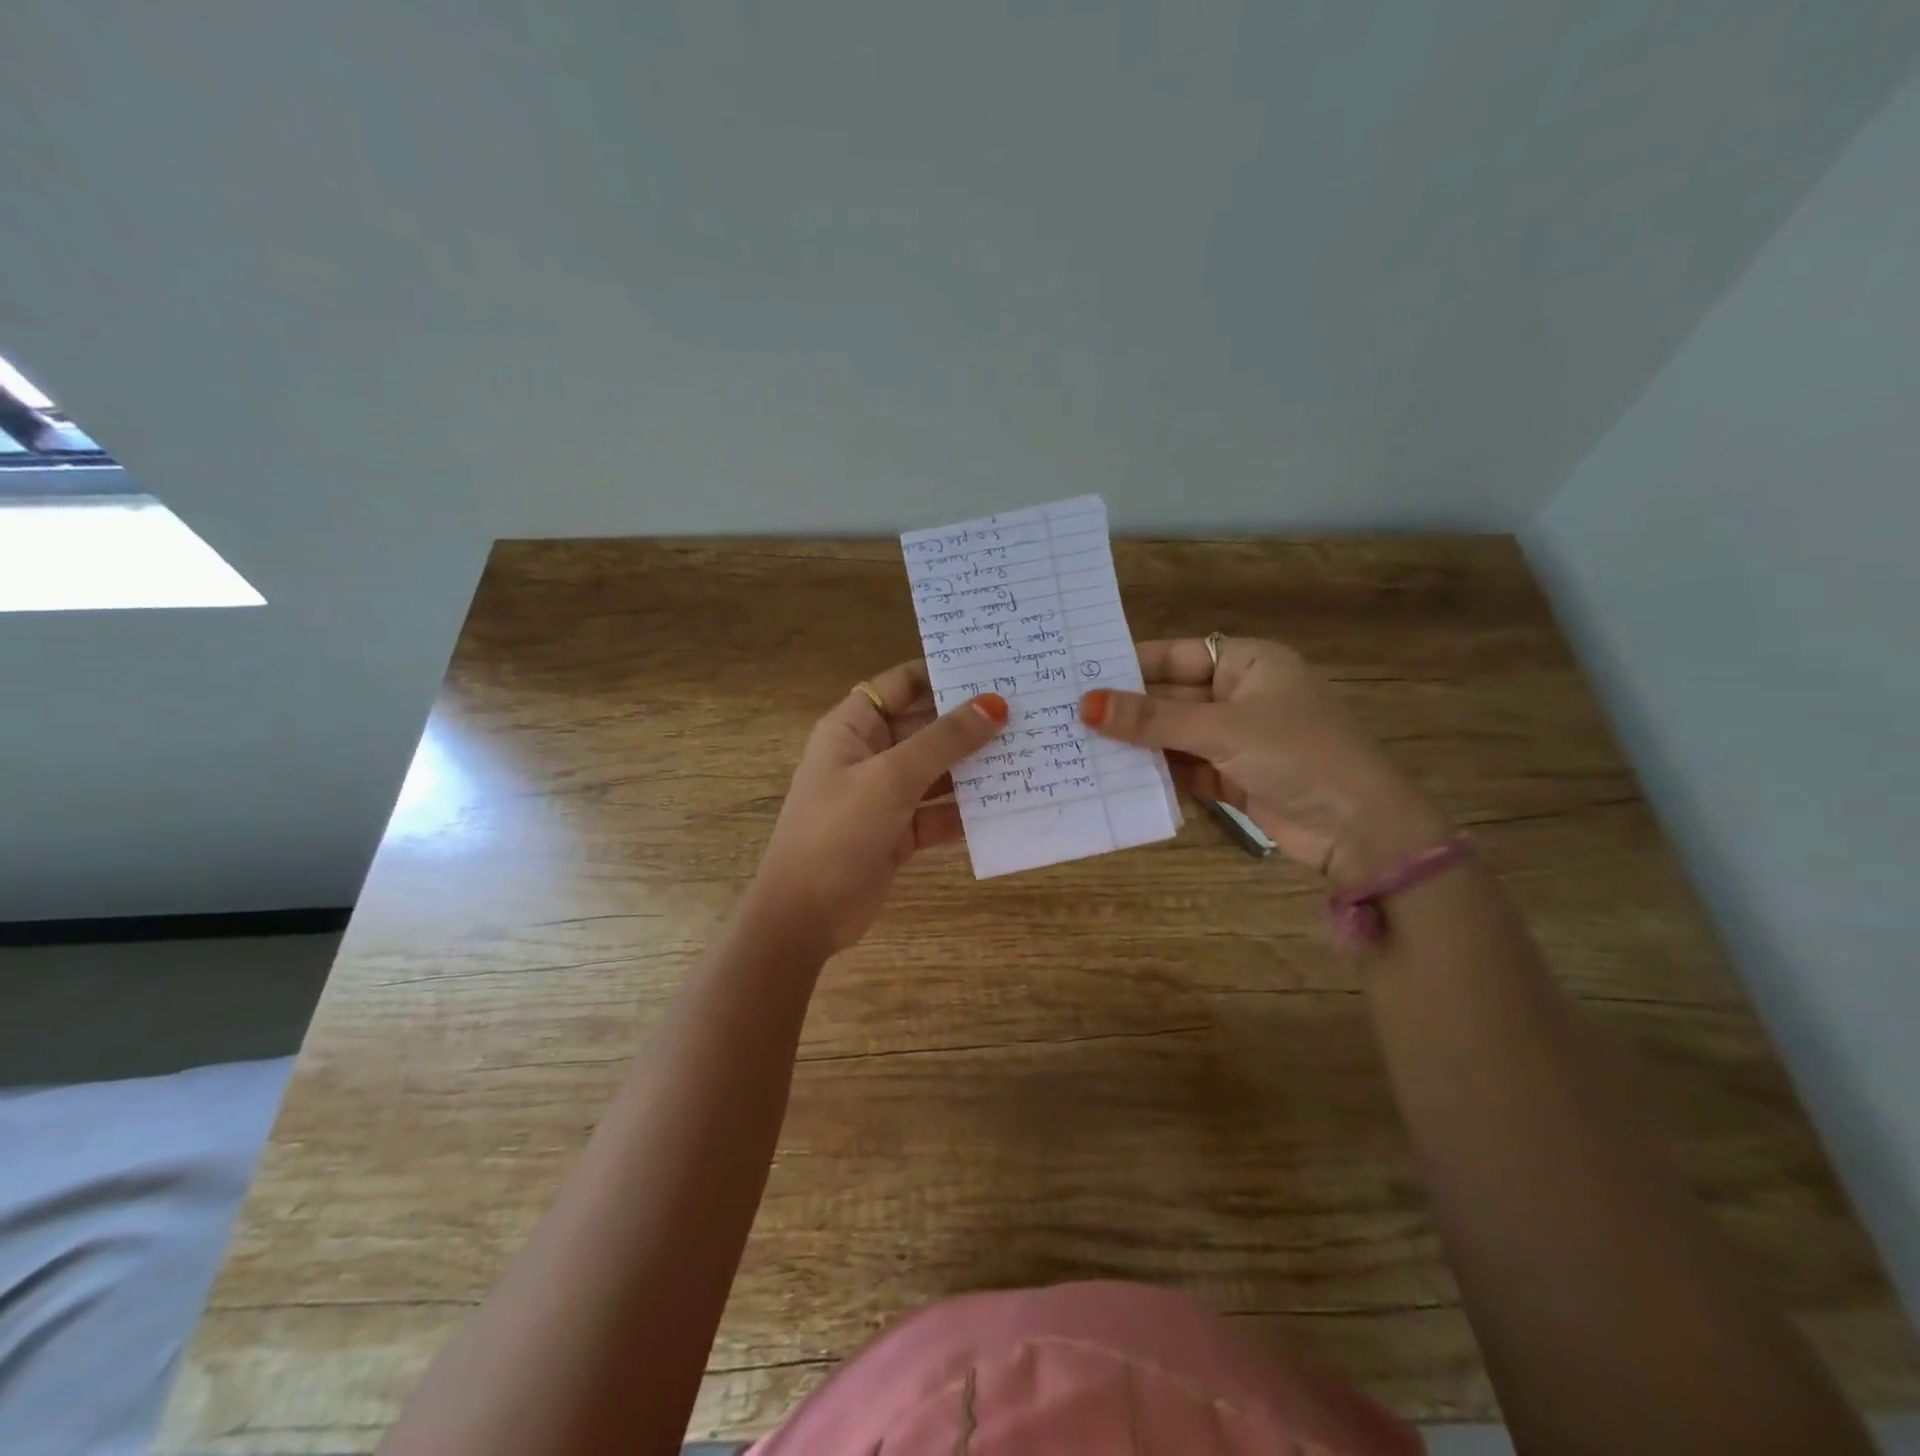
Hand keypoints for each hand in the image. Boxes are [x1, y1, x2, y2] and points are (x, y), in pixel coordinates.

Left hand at [750, 660, 1007, 954]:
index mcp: (853, 728)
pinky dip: (966, 810)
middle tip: (1026, 710)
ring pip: (936, 771)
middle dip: (969, 722)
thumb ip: (945, 740)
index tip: (992, 669)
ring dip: (974, 766)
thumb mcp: (892, 778)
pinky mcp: (898, 833)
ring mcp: (884, 796)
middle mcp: (869, 755)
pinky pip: (939, 811)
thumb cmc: (839, 831)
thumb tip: (995, 704)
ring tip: (1027, 750)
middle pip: (925, 727)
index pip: (901, 685)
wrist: (805, 916)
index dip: (941, 674)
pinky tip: (1007, 803)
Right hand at [1080, 637, 1450, 884]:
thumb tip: (1086, 706)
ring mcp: (1237, 738)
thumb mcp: (1222, 729)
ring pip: (1174, 735)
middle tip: (1067, 714)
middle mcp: (1241, 695)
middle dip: (1128, 710)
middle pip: (1172, 697)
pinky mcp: (1233, 777)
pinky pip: (1185, 767)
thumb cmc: (1297, 754)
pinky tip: (1115, 776)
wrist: (1359, 828)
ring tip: (1079, 744)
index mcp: (1249, 663)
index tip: (1080, 675)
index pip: (1177, 655)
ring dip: (1138, 743)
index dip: (1131, 664)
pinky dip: (1157, 772)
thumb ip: (1152, 720)